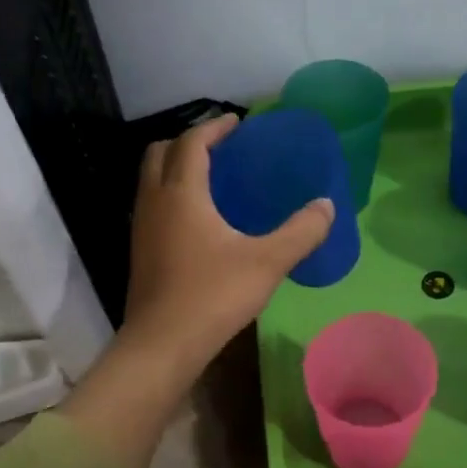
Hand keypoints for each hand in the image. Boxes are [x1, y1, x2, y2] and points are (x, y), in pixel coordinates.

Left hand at [121, 113, 335, 373]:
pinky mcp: (140, 251)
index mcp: (182, 193)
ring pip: (151, 179)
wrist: (162, 344)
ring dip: (177, 168)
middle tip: (221, 148)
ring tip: (212, 179)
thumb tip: (327, 206)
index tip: (237, 123)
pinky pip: (153, 204)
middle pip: (161, 152)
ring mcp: (141, 227)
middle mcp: (154, 201)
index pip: (192, 142)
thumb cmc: (213, 296)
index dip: (214, 127)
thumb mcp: (267, 262)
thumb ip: (301, 232)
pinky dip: (172, 194)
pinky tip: (199, 220)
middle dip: (188, 141)